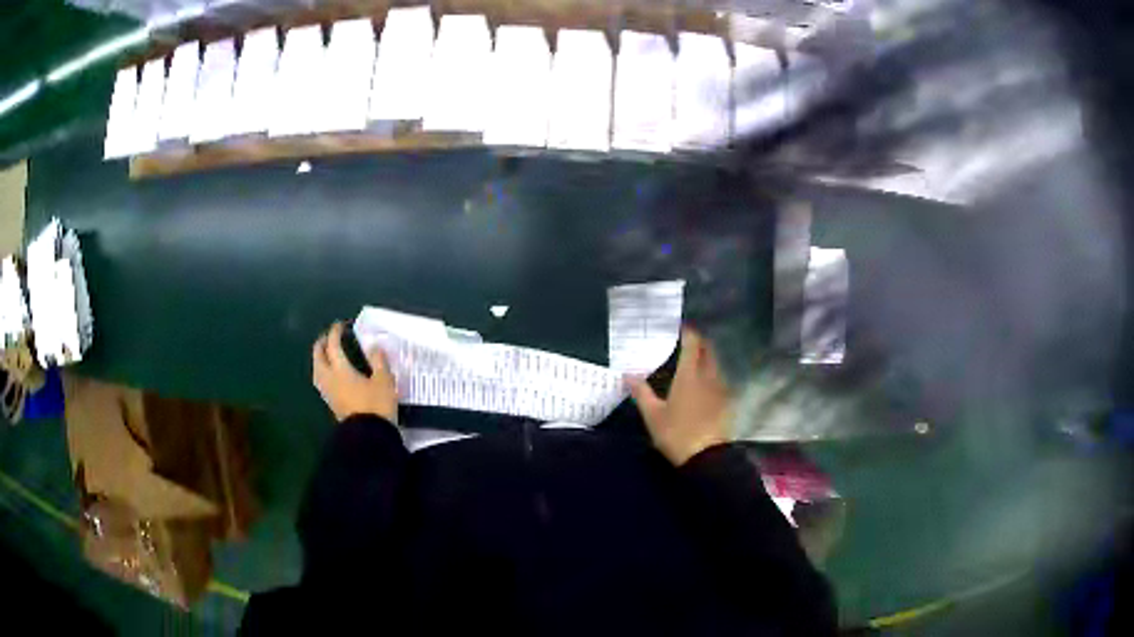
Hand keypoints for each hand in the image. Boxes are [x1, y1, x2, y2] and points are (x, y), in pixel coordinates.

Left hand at [312, 322, 398, 422]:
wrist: (368, 436)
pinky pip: (322, 381)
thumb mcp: (384, 381)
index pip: (333, 345)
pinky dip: (324, 371)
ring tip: (327, 354)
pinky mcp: (331, 404)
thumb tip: (374, 345)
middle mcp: (329, 378)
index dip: (335, 332)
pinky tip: (333, 374)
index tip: (340, 325)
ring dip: (320, 359)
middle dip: (322, 344)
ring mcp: (328, 392)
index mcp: (340, 369)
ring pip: (317, 370)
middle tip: (329, 338)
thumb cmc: (376, 405)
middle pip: (318, 357)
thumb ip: (378, 361)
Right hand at [628, 327, 730, 465]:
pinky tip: (705, 385)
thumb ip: (641, 393)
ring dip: (707, 358)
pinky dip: (712, 375)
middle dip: (700, 343)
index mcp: (689, 375)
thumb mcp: (653, 415)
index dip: (689, 333)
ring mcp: (721, 389)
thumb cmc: (677, 433)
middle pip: (708, 351)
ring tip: (695, 362)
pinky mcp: (728, 402)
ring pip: (716, 365)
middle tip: (687, 342)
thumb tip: (628, 375)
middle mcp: (708, 376)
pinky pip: (720, 380)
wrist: (707, 457)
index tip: (681, 328)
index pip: (693, 344)